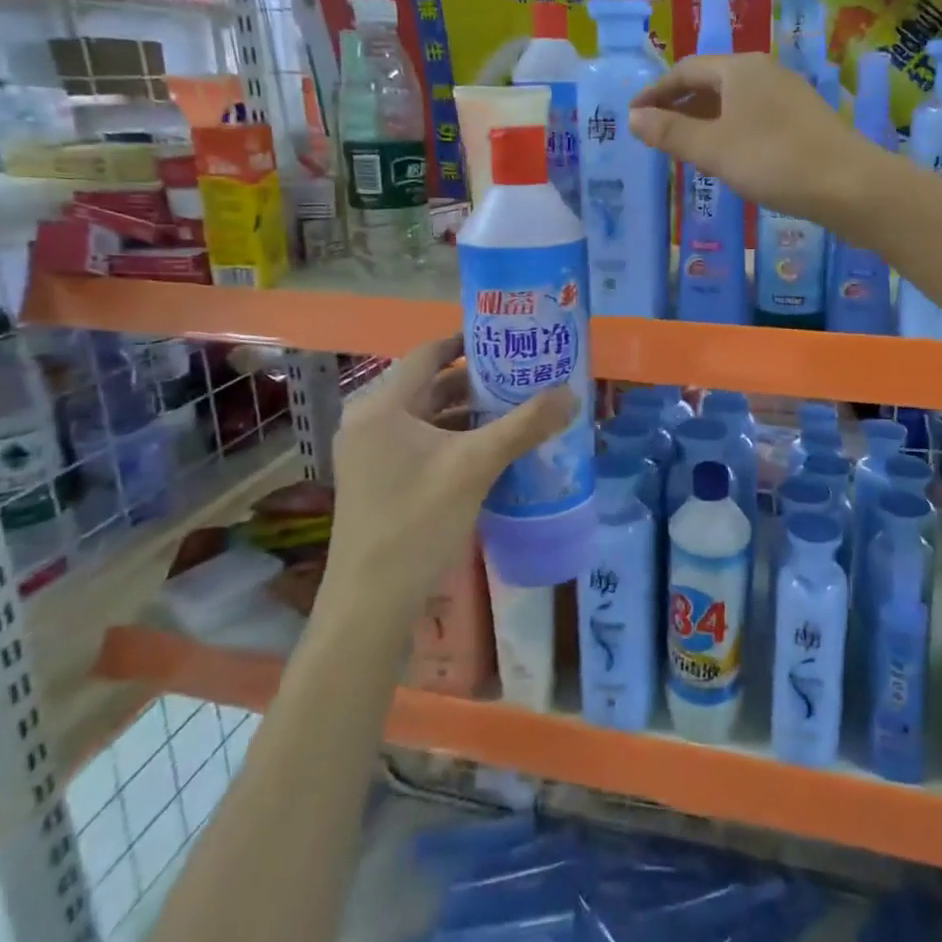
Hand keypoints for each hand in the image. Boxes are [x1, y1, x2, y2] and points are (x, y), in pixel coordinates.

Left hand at [315, 337, 573, 625]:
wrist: (371, 602)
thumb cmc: (418, 520)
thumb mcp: (476, 466)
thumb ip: (524, 426)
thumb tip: (571, 393)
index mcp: (382, 407)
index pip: (427, 354)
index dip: (466, 341)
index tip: (505, 338)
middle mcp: (370, 422)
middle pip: (428, 385)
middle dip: (475, 380)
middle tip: (521, 374)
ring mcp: (370, 455)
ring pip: (426, 418)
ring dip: (467, 412)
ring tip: (515, 407)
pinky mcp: (378, 481)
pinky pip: (421, 444)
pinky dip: (454, 439)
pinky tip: (491, 449)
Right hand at [629, 54, 885, 227]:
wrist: (850, 186)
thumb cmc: (773, 161)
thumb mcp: (713, 149)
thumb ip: (671, 133)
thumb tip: (633, 118)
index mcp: (740, 68)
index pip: (686, 69)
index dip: (655, 92)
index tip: (634, 116)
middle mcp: (764, 72)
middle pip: (711, 81)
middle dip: (680, 105)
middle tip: (656, 133)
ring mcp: (788, 95)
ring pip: (734, 101)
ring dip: (705, 120)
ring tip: (685, 148)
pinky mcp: (803, 120)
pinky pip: (754, 117)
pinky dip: (730, 131)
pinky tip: (728, 157)